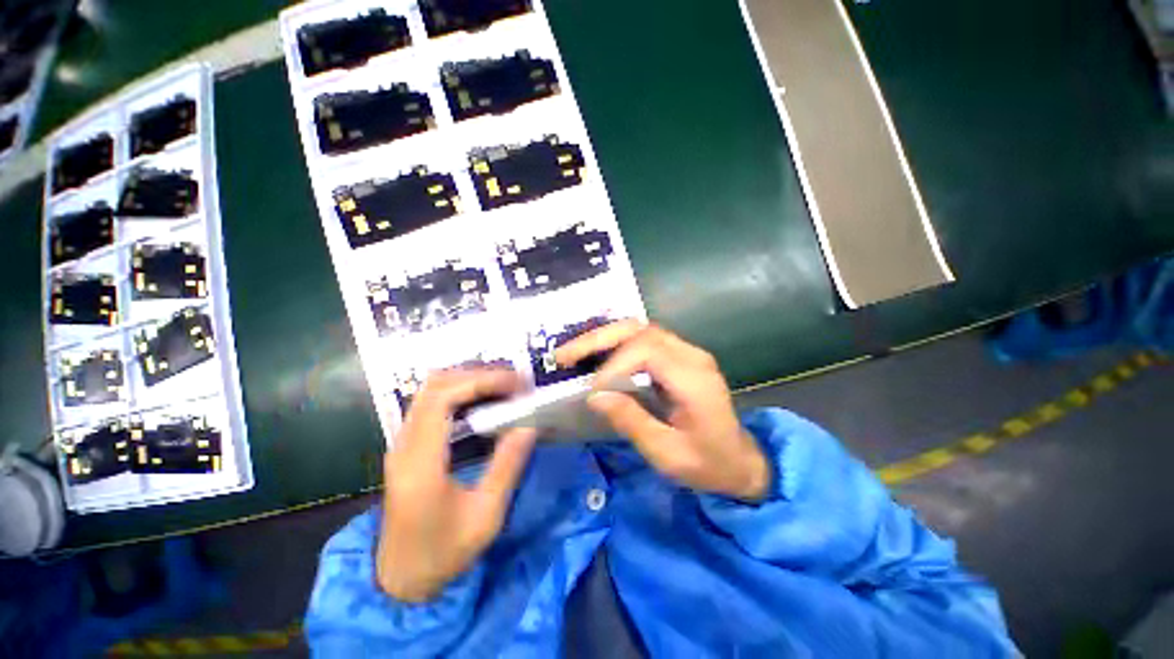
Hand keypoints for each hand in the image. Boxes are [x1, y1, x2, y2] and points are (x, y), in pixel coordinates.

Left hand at [377, 368, 536, 601]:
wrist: (400, 579)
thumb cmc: (444, 553)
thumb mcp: (486, 516)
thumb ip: (508, 466)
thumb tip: (530, 424)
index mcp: (421, 463)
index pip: (443, 398)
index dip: (481, 380)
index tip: (516, 383)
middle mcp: (405, 445)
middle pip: (435, 385)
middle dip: (478, 374)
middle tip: (514, 381)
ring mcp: (402, 443)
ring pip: (430, 389)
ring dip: (468, 379)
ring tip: (503, 386)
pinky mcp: (406, 446)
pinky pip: (430, 402)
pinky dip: (459, 390)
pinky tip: (482, 400)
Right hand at [556, 321, 769, 501]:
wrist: (741, 462)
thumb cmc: (708, 464)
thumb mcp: (668, 454)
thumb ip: (632, 422)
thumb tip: (594, 396)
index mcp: (694, 379)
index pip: (647, 351)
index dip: (614, 366)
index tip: (593, 390)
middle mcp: (691, 356)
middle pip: (640, 330)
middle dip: (599, 339)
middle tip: (564, 355)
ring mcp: (687, 352)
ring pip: (640, 329)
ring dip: (604, 338)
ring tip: (573, 353)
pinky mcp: (680, 357)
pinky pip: (644, 340)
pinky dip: (615, 344)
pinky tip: (596, 356)